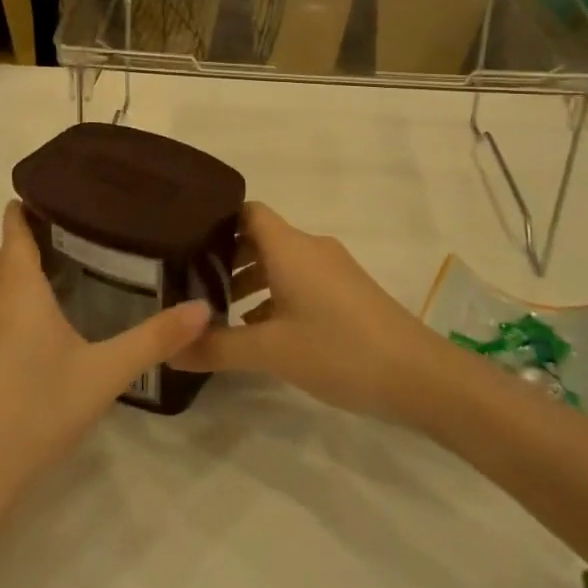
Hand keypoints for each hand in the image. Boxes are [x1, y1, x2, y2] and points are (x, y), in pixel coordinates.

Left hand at [0, 202, 211, 519]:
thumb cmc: (39, 411)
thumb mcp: (106, 373)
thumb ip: (155, 339)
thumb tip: (203, 308)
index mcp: (18, 290)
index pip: (13, 229)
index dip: (28, 206)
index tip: (60, 190)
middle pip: (5, 255)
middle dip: (32, 238)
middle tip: (79, 232)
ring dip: (19, 272)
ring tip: (65, 271)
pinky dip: (11, 303)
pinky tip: (41, 328)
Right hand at [170, 202, 442, 422]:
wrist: (420, 376)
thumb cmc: (339, 350)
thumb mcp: (270, 352)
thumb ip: (216, 348)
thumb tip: (168, 350)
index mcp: (290, 247)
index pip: (247, 212)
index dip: (216, 223)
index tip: (186, 245)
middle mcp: (311, 248)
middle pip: (261, 238)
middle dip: (227, 259)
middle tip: (193, 286)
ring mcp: (334, 270)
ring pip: (281, 262)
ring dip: (251, 281)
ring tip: (222, 314)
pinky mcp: (348, 292)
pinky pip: (301, 281)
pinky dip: (276, 296)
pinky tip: (262, 332)